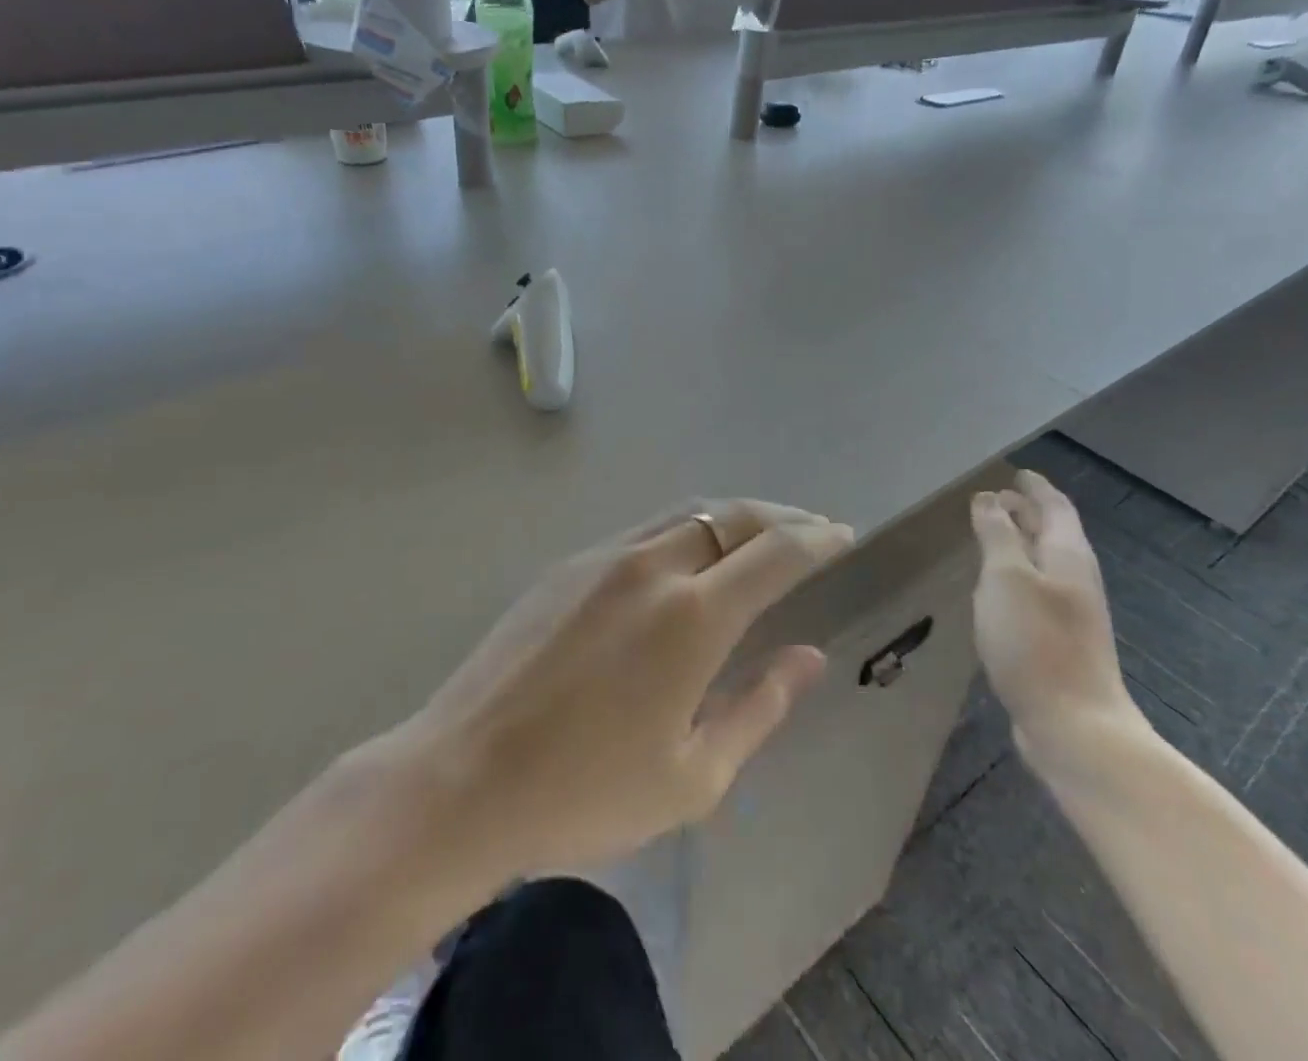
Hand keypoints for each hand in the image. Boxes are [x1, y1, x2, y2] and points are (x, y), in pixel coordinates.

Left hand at [407, 500, 851, 877]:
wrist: (463, 778)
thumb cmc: (586, 793)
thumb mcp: (694, 776)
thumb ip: (760, 707)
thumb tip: (808, 658)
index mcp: (693, 615)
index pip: (776, 554)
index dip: (818, 539)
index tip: (844, 536)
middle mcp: (653, 565)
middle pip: (733, 515)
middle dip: (782, 517)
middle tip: (813, 529)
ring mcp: (604, 557)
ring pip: (687, 513)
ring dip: (734, 517)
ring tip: (761, 535)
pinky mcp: (568, 564)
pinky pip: (646, 531)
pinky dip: (688, 530)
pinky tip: (691, 558)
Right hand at [970, 471, 1142, 768]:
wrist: (1074, 726)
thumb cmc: (1036, 641)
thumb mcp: (1006, 577)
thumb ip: (997, 534)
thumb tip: (989, 499)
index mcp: (1068, 556)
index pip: (1055, 507)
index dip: (1034, 487)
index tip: (1016, 473)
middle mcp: (1075, 578)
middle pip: (1052, 533)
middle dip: (1026, 512)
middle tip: (994, 499)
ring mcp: (1070, 613)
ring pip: (1043, 563)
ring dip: (1019, 543)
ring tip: (989, 535)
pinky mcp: (1058, 641)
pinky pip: (1036, 591)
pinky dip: (1016, 575)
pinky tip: (995, 588)